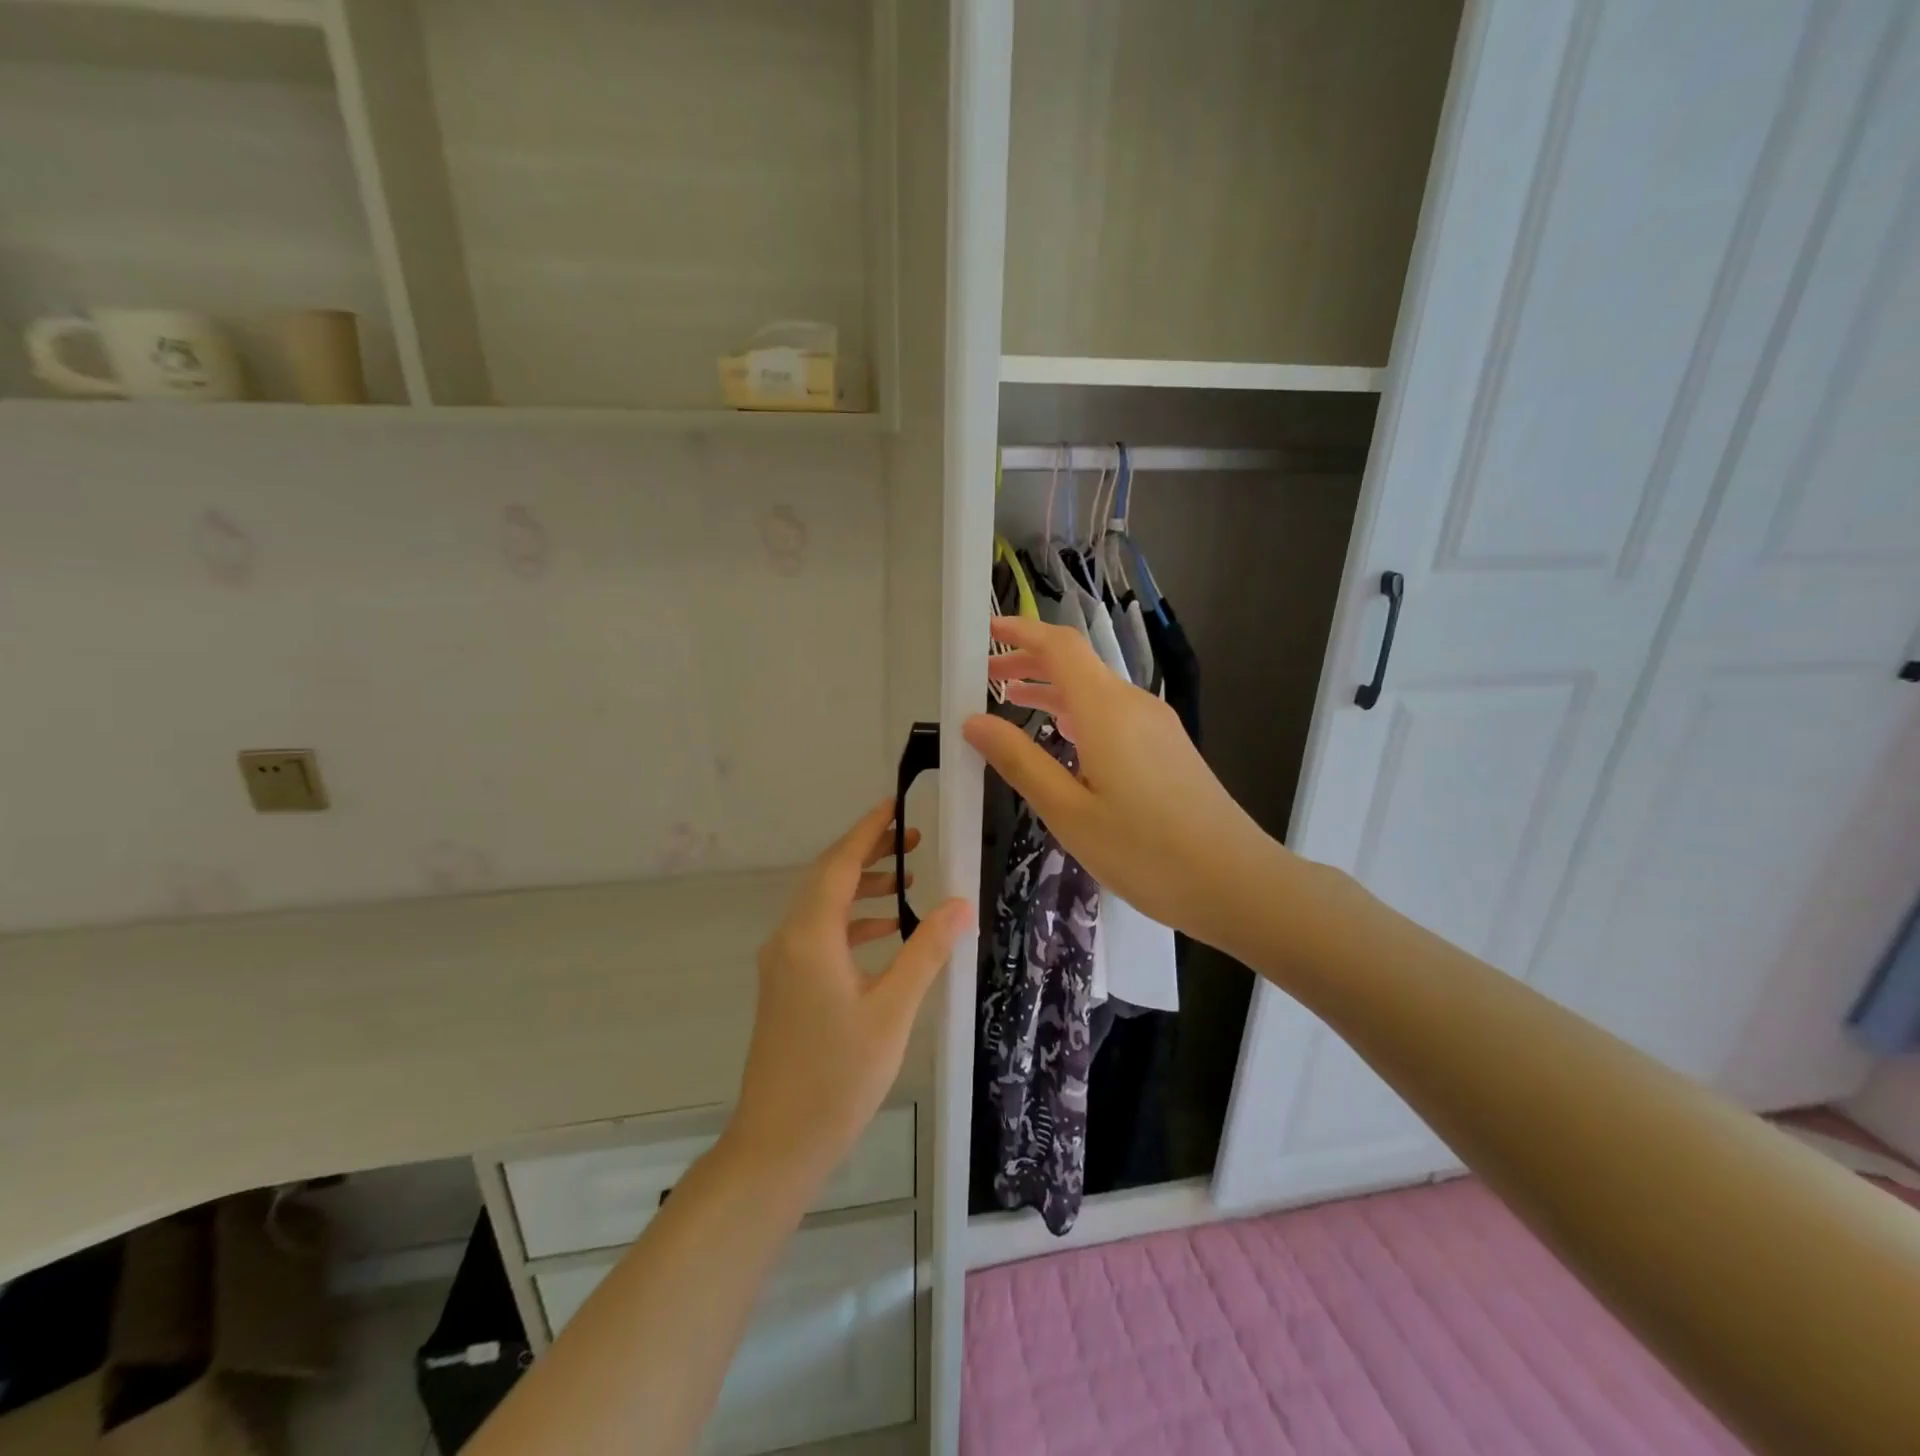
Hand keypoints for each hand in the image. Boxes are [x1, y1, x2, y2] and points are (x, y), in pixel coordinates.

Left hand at [727, 800, 971, 1184]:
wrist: (778, 1143)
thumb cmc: (837, 1076)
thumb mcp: (892, 1011)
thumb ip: (925, 951)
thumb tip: (959, 903)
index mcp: (810, 936)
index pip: (840, 864)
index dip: (868, 830)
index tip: (895, 804)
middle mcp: (789, 939)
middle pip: (829, 878)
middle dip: (870, 853)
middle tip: (915, 839)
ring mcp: (784, 964)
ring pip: (825, 907)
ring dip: (864, 888)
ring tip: (909, 882)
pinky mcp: (787, 986)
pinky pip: (821, 935)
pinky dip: (854, 923)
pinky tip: (887, 933)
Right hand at [964, 616, 1282, 947]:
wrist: (1235, 883)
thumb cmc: (1144, 851)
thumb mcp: (1067, 810)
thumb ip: (1019, 761)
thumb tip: (974, 721)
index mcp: (1106, 710)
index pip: (1060, 646)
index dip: (1022, 631)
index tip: (986, 629)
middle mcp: (1133, 705)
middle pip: (1077, 665)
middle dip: (1029, 663)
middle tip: (985, 679)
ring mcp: (1157, 726)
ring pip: (1096, 691)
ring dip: (1053, 690)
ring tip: (1012, 703)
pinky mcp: (1168, 748)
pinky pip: (1114, 715)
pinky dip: (1077, 713)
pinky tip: (1062, 739)